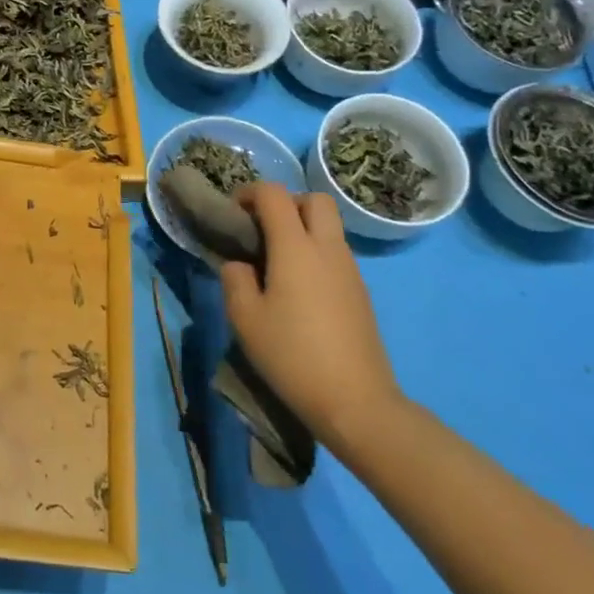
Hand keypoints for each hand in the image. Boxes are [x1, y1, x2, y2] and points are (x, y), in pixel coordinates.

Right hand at [219, 185, 402, 449]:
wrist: (355, 401)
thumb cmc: (292, 355)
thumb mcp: (245, 318)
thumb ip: (234, 279)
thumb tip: (240, 264)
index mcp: (296, 247)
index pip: (274, 194)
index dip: (250, 192)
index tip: (232, 212)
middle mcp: (327, 248)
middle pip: (314, 199)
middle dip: (285, 203)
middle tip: (262, 230)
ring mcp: (350, 270)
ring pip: (329, 226)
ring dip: (302, 228)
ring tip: (276, 263)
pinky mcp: (361, 292)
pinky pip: (336, 253)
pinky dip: (315, 253)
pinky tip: (298, 290)